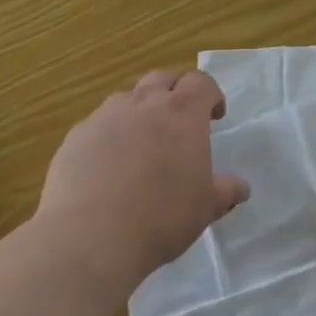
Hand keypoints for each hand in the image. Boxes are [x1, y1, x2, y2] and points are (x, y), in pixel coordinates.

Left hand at [35, 70, 248, 292]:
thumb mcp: (206, 207)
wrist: (90, 237)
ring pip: (126, 98)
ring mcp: (105, 117)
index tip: (215, 116)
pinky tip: (107, 167)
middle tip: (179, 122)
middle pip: (162, 78)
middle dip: (174, 92)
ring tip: (141, 143)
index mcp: (182, 112)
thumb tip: (240, 187)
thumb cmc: (161, 217)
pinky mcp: (75, 138)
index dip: (211, 95)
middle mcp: (144, 104)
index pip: (201, 82)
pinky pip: (97, 125)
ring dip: (139, 110)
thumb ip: (225, 190)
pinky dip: (108, 135)